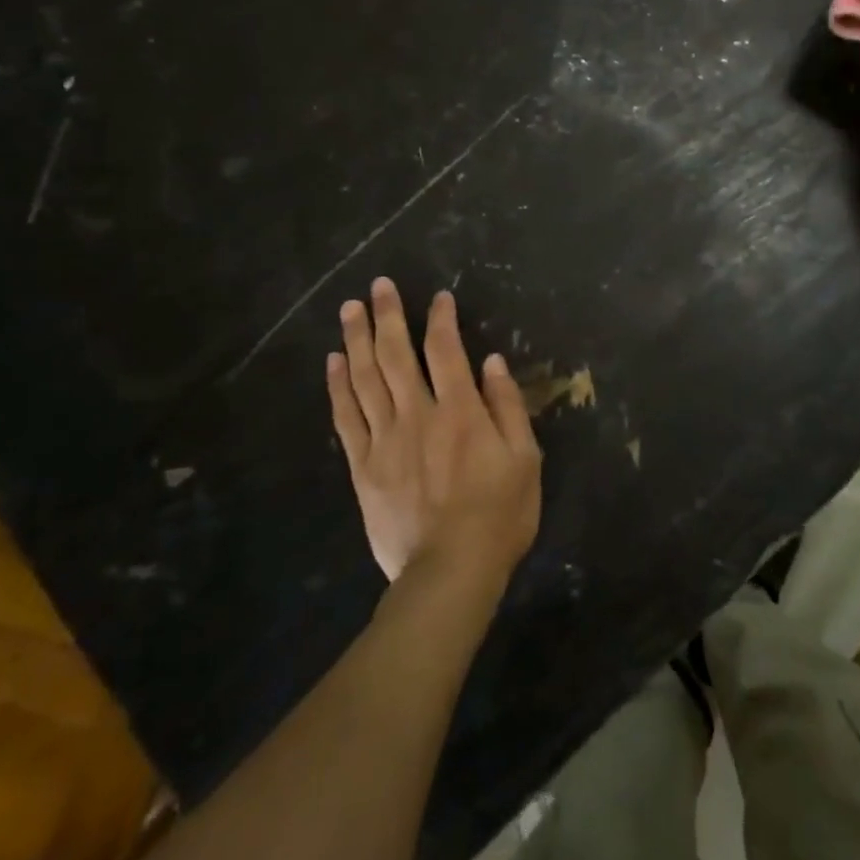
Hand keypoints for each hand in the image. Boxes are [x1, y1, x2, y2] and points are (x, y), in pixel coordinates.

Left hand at [328, 279, 540, 589]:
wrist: (449, 573)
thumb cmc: (499, 515)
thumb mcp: (525, 459)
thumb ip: (508, 406)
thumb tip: (492, 362)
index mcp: (460, 411)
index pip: (447, 351)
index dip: (441, 319)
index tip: (438, 296)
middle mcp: (418, 415)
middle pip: (396, 356)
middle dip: (388, 316)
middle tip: (378, 286)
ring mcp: (385, 440)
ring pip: (365, 379)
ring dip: (357, 340)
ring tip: (349, 309)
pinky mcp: (363, 467)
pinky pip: (346, 418)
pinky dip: (338, 387)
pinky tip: (334, 362)